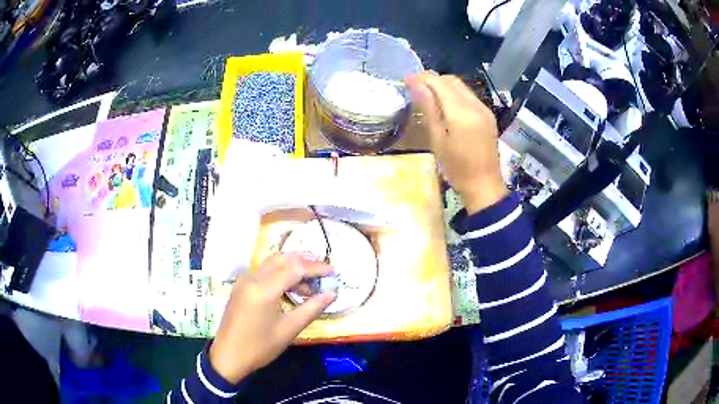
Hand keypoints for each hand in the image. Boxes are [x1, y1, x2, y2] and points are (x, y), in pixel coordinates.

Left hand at [209, 253, 335, 383]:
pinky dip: (281, 273)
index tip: (334, 272)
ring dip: (293, 267)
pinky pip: (265, 271)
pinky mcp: (241, 286)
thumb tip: (331, 294)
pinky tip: (292, 288)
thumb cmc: (260, 347)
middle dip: (305, 261)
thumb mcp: (289, 330)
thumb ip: (311, 308)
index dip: (316, 267)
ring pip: (273, 262)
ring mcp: (245, 280)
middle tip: (324, 270)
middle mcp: (253, 277)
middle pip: (283, 258)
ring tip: (311, 283)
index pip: (295, 267)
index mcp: (264, 288)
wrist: (228, 356)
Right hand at [406, 73, 507, 213]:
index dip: (421, 78)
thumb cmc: (456, 169)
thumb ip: (429, 109)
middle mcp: (475, 105)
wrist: (484, 185)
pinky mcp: (488, 115)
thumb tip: (416, 85)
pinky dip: (454, 93)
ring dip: (443, 85)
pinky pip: (469, 95)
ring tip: (427, 94)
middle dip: (432, 79)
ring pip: (461, 86)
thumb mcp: (438, 140)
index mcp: (461, 113)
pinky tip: (445, 104)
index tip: (405, 81)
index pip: (439, 83)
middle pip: (451, 80)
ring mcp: (484, 109)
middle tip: (415, 87)